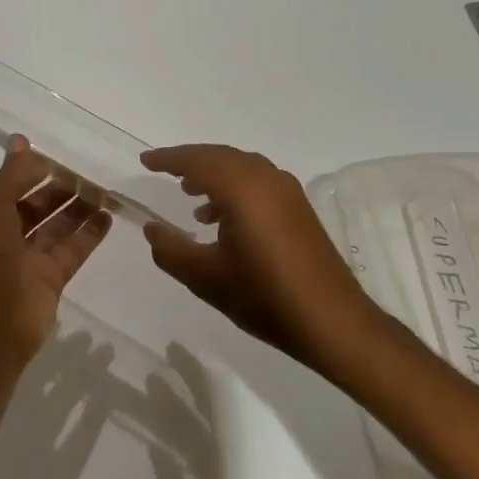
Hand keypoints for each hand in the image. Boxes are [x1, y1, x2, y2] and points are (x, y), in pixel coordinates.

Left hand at [0, 137, 113, 364]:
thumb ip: (12, 173)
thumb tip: (21, 140)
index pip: (14, 184)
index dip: (35, 170)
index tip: (63, 156)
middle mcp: (6, 233)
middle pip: (38, 204)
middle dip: (61, 189)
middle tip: (92, 174)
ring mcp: (30, 258)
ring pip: (58, 226)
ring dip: (79, 208)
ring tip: (107, 190)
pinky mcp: (51, 279)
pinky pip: (73, 249)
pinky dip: (90, 233)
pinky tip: (109, 217)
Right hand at [139, 144, 377, 369]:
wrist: (333, 322)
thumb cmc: (264, 296)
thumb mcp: (205, 278)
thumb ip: (170, 250)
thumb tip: (151, 228)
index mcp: (241, 188)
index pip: (196, 161)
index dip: (168, 159)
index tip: (145, 161)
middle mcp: (265, 179)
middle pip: (220, 156)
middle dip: (190, 161)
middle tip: (164, 171)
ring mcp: (287, 191)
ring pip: (241, 167)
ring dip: (213, 173)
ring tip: (189, 194)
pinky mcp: (299, 207)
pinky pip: (258, 180)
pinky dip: (234, 186)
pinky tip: (223, 218)